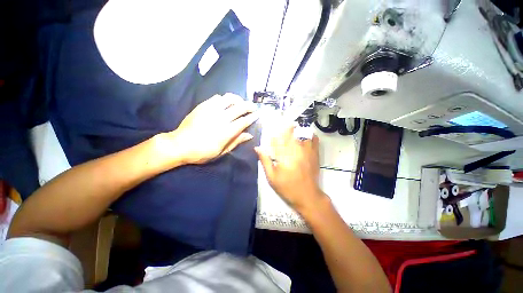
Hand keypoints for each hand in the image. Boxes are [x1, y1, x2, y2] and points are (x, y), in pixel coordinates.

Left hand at [165, 94, 257, 164]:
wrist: (179, 145)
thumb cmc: (202, 152)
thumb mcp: (221, 152)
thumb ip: (236, 142)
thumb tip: (249, 135)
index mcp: (226, 132)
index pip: (244, 121)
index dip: (252, 117)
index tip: (258, 114)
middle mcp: (221, 118)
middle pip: (239, 108)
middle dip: (249, 106)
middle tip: (253, 107)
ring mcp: (211, 110)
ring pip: (229, 99)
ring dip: (238, 99)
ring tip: (241, 102)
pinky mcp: (203, 106)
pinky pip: (217, 98)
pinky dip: (225, 99)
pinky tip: (226, 103)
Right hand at [255, 125, 326, 213]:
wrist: (307, 196)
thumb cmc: (287, 187)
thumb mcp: (272, 177)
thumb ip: (265, 161)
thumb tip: (257, 148)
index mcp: (284, 156)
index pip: (277, 139)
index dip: (274, 133)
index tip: (271, 131)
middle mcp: (296, 151)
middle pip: (290, 134)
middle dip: (286, 128)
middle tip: (283, 125)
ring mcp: (307, 152)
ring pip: (301, 135)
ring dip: (297, 130)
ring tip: (294, 126)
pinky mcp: (315, 155)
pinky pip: (314, 141)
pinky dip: (311, 135)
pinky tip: (307, 134)